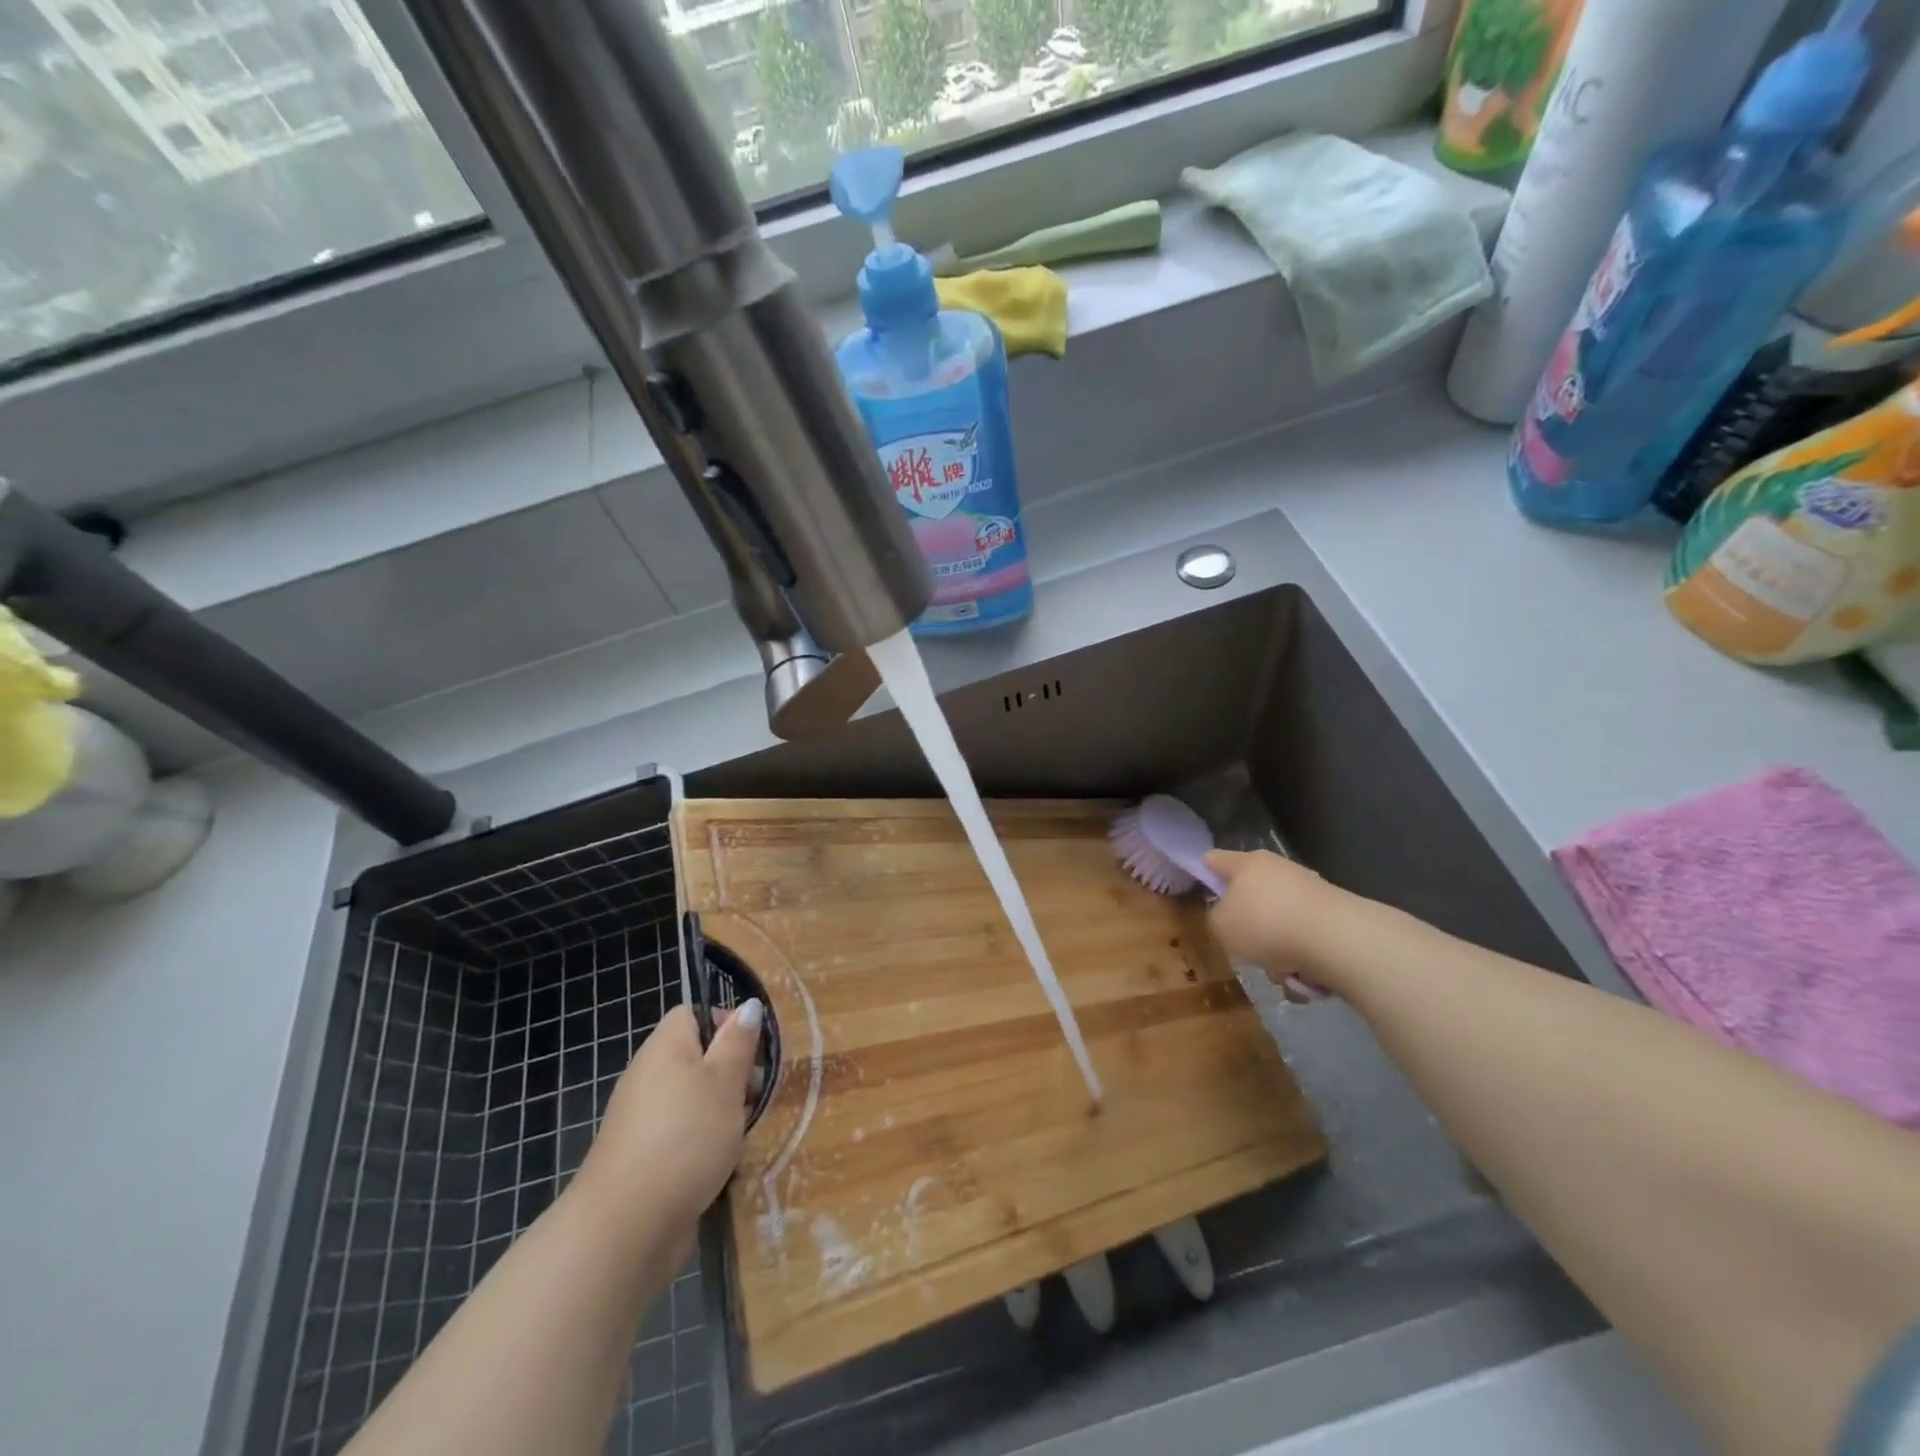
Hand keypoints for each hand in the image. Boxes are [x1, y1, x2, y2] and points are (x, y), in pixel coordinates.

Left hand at [578, 1000, 763, 1233]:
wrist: (626, 1226)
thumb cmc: (685, 1137)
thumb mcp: (725, 1081)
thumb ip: (738, 1042)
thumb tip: (748, 1005)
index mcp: (665, 1048)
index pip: (693, 1015)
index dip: (726, 1023)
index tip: (752, 1051)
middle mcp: (648, 1077)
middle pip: (698, 1059)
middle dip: (732, 1075)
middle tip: (755, 1096)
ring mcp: (643, 1120)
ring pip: (694, 1100)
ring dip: (723, 1113)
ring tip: (743, 1134)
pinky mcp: (644, 1158)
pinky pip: (683, 1135)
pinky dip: (705, 1145)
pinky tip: (721, 1166)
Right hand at [1206, 850, 1339, 999]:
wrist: (1339, 940)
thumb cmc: (1267, 925)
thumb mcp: (1221, 927)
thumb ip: (1215, 918)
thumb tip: (1228, 916)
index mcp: (1246, 864)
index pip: (1214, 859)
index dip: (1203, 874)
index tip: (1202, 896)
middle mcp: (1278, 869)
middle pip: (1250, 898)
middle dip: (1248, 929)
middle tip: (1246, 950)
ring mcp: (1309, 890)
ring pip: (1279, 923)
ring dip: (1277, 951)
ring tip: (1283, 973)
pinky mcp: (1334, 914)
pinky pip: (1305, 939)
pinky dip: (1302, 958)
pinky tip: (1306, 977)